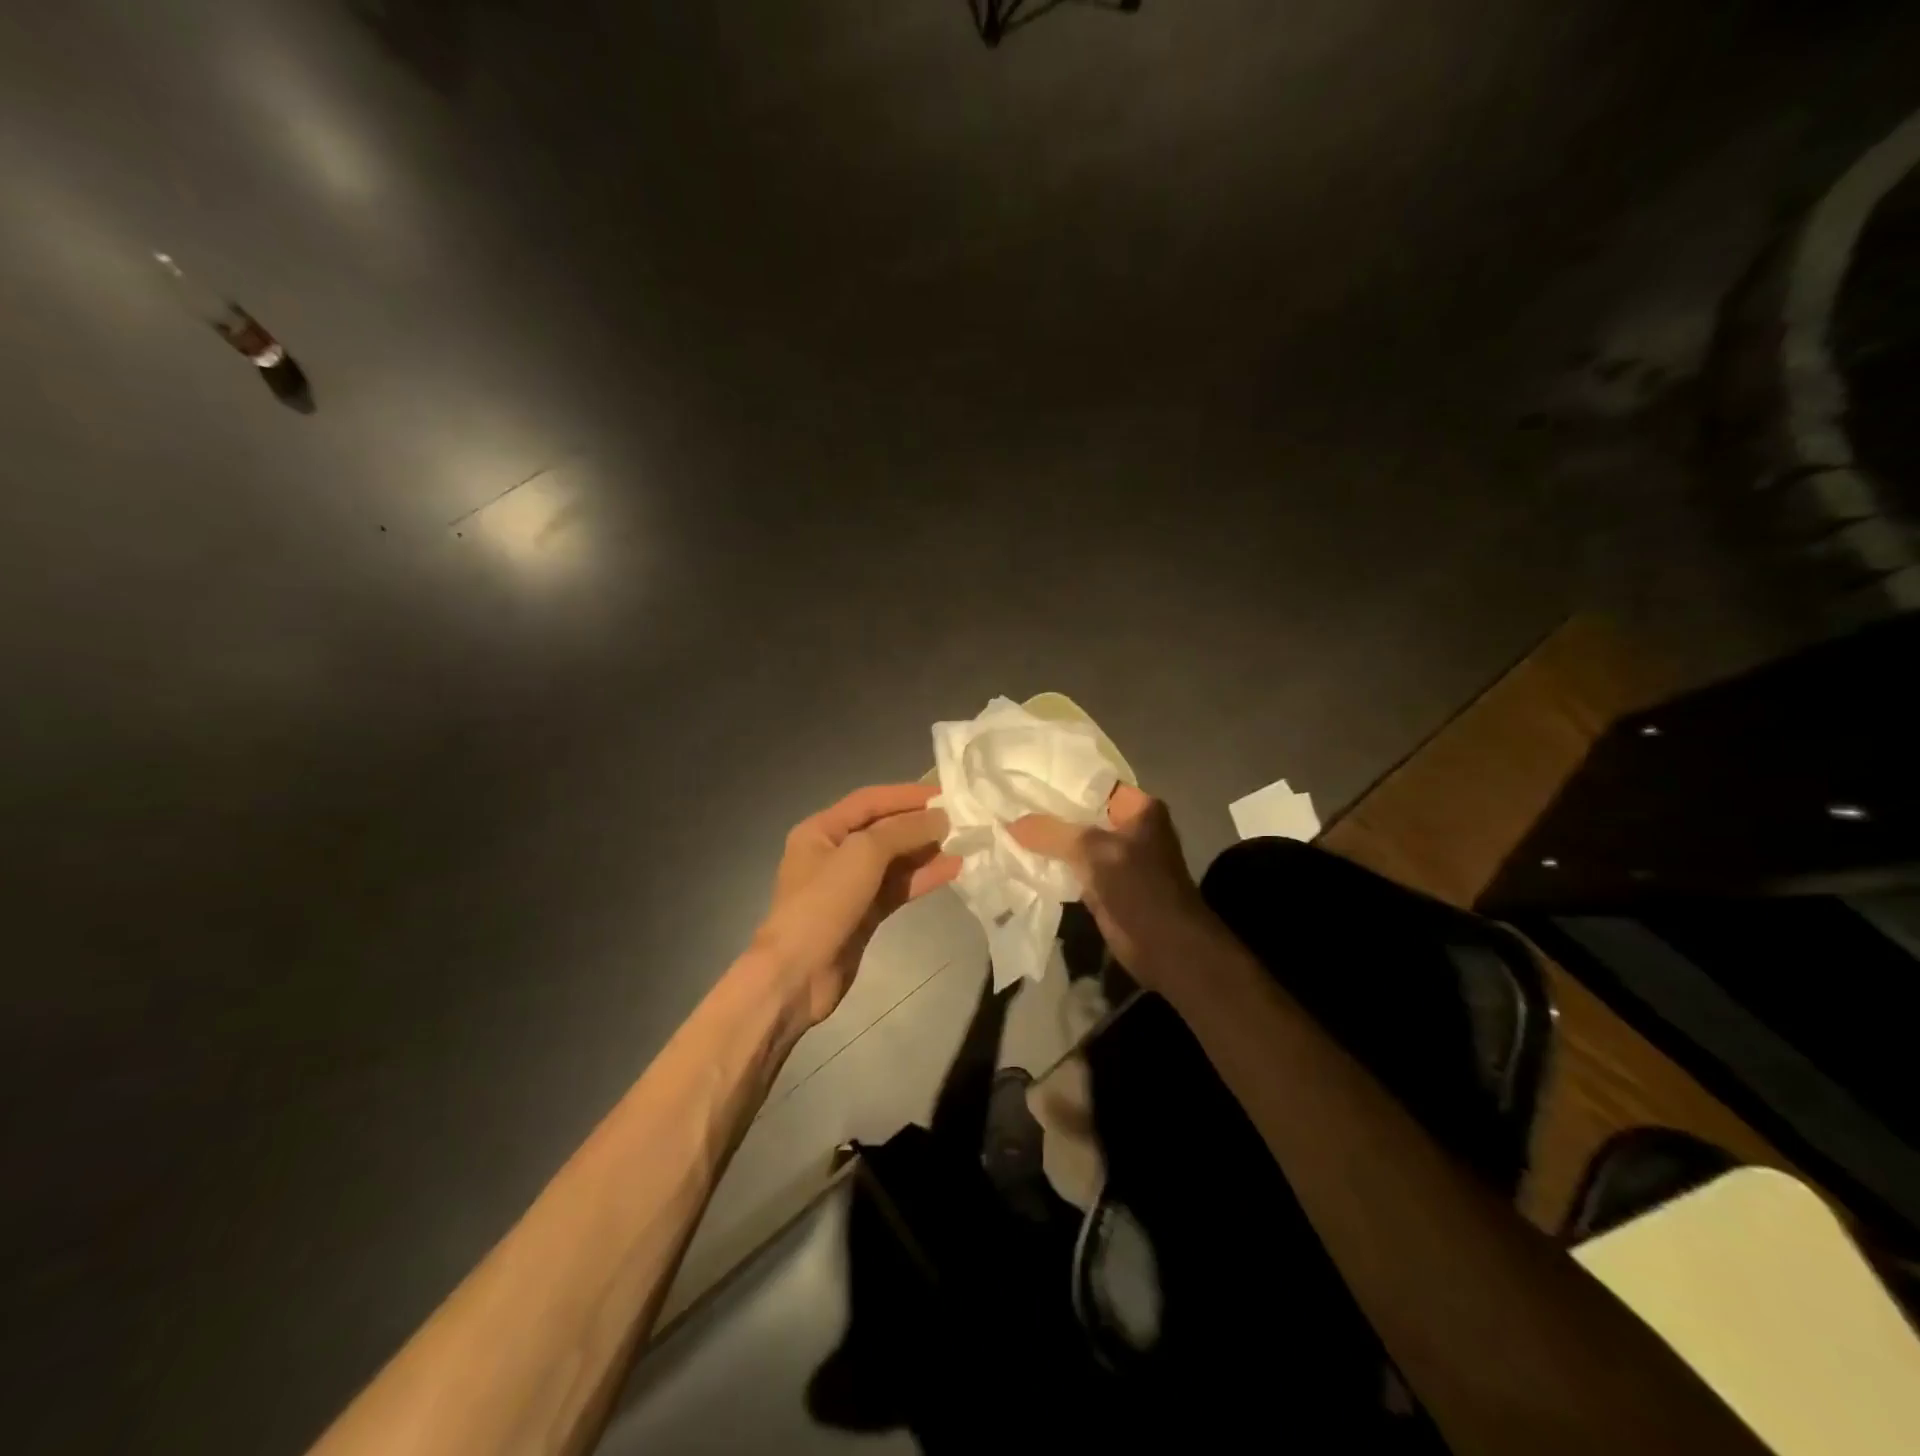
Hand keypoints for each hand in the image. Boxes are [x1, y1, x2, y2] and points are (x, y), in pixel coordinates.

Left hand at [756, 784, 960, 1026]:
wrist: (797, 974)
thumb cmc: (823, 904)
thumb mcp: (862, 854)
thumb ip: (902, 831)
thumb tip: (940, 818)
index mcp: (820, 830)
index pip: (869, 801)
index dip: (906, 795)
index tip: (944, 794)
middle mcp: (833, 853)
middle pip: (882, 830)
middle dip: (919, 824)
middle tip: (960, 820)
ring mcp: (848, 886)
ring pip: (893, 861)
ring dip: (925, 852)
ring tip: (962, 844)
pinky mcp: (863, 914)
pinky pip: (896, 888)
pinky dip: (921, 878)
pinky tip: (952, 871)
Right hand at [1009, 785, 1216, 991]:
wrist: (1167, 948)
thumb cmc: (1139, 889)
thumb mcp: (1093, 852)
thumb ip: (1051, 833)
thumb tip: (1010, 822)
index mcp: (1138, 808)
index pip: (1092, 782)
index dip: (1058, 779)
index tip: (1022, 776)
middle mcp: (1129, 827)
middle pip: (1080, 812)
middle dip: (1046, 811)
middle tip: (1006, 801)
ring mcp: (1117, 857)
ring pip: (1074, 842)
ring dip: (1046, 841)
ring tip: (1005, 826)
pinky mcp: (1106, 884)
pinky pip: (1073, 867)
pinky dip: (1052, 865)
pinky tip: (1020, 858)